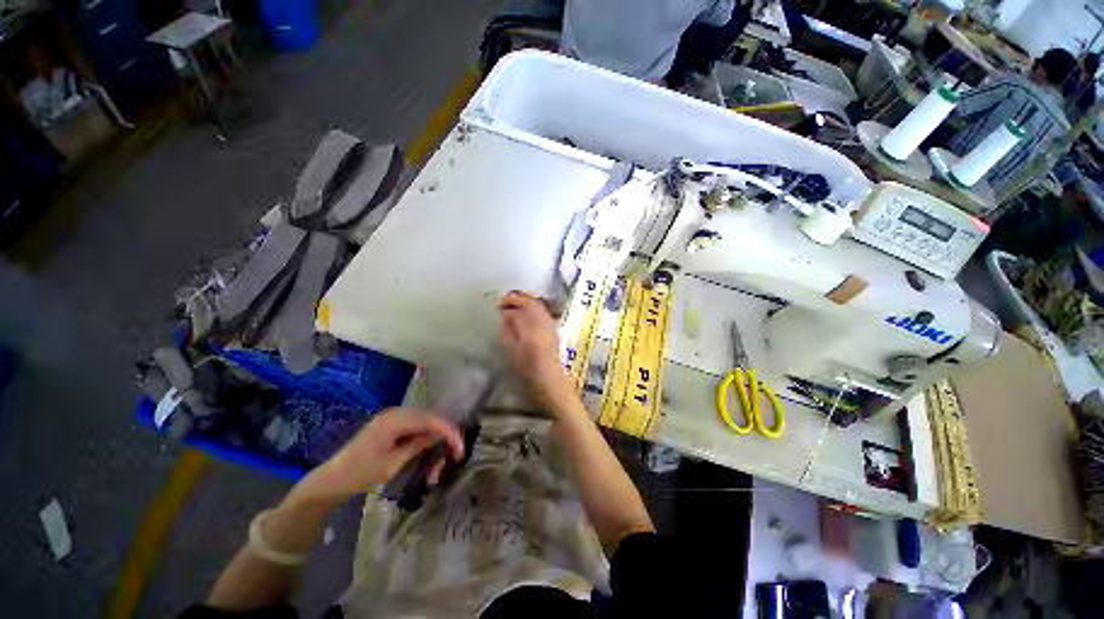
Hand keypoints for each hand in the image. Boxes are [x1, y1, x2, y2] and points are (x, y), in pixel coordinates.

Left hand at [292, 407, 464, 503]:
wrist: (332, 478)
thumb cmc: (361, 473)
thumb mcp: (393, 463)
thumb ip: (419, 445)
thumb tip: (441, 436)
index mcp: (395, 420)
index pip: (431, 420)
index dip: (449, 431)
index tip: (460, 448)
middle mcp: (396, 412)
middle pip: (430, 416)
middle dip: (446, 431)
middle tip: (456, 450)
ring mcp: (392, 415)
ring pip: (425, 418)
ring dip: (437, 432)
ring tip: (446, 449)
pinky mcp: (390, 422)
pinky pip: (416, 422)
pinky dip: (427, 432)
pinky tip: (431, 443)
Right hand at [499, 291, 574, 408]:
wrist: (550, 380)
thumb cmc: (529, 369)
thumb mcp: (512, 350)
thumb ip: (509, 329)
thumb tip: (505, 314)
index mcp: (533, 325)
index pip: (524, 304)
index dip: (512, 300)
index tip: (500, 302)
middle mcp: (545, 321)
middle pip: (533, 302)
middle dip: (519, 299)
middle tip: (505, 302)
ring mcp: (551, 325)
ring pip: (539, 307)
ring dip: (526, 303)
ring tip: (513, 307)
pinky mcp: (554, 330)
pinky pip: (543, 313)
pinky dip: (533, 310)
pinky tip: (525, 316)